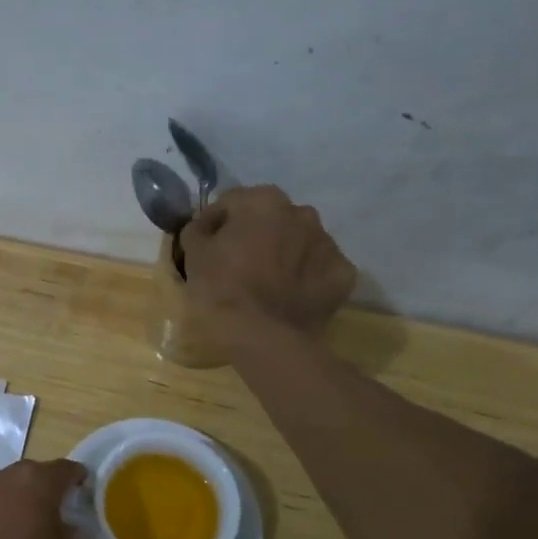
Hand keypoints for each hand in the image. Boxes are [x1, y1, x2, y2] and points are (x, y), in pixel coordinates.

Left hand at [0, 459, 87, 538]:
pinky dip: (5, 514)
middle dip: (48, 488)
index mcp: (37, 482)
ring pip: (11, 488)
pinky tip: (13, 536)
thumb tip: (60, 529)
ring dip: (23, 500)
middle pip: (34, 474)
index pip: (65, 470)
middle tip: (62, 510)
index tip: (86, 492)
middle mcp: (6, 479)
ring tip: (36, 525)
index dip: (78, 480)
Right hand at [179, 185, 357, 342]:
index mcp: (263, 201)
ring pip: (298, 241)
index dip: (215, 223)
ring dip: (284, 253)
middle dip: (255, 234)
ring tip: (267, 282)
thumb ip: (198, 230)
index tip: (206, 246)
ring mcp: (328, 243)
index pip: (231, 203)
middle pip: (270, 218)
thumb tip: (205, 226)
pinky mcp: (343, 274)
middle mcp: (301, 212)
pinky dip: (306, 278)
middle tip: (238, 264)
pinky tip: (290, 296)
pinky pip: (318, 269)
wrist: (265, 337)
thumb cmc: (222, 289)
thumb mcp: (194, 255)